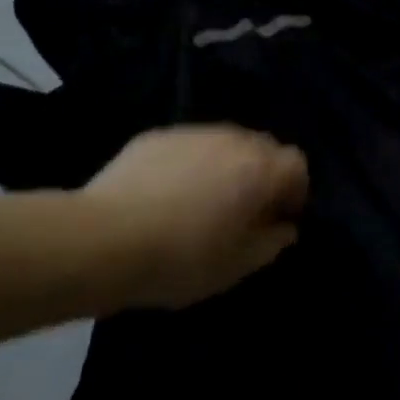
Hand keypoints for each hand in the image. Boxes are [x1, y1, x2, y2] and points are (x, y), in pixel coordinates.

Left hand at [84, 125, 309, 309]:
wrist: (102, 240)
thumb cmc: (183, 257)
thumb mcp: (239, 265)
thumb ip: (272, 242)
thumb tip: (283, 227)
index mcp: (261, 169)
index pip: (298, 165)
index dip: (295, 192)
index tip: (277, 220)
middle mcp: (232, 140)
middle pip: (263, 148)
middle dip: (263, 174)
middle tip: (244, 210)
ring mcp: (191, 133)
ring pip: (225, 143)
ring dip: (227, 166)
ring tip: (204, 200)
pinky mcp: (154, 136)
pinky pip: (189, 146)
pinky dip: (191, 164)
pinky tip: (168, 194)